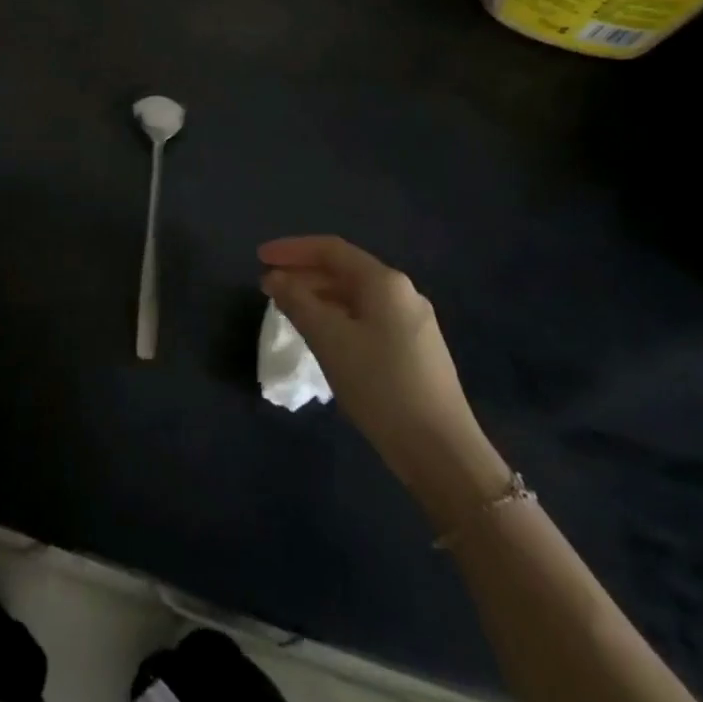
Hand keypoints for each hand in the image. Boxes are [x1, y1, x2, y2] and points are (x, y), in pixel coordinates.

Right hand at [260, 236, 506, 512]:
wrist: (442, 452)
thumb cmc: (381, 385)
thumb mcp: (329, 339)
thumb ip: (297, 302)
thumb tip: (275, 279)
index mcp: (384, 282)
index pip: (330, 249)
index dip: (291, 250)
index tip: (259, 258)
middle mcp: (403, 293)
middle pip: (344, 270)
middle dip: (303, 274)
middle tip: (268, 286)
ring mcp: (413, 323)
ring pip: (355, 296)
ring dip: (318, 297)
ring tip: (288, 309)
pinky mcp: (415, 351)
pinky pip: (367, 318)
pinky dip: (337, 317)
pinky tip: (322, 336)